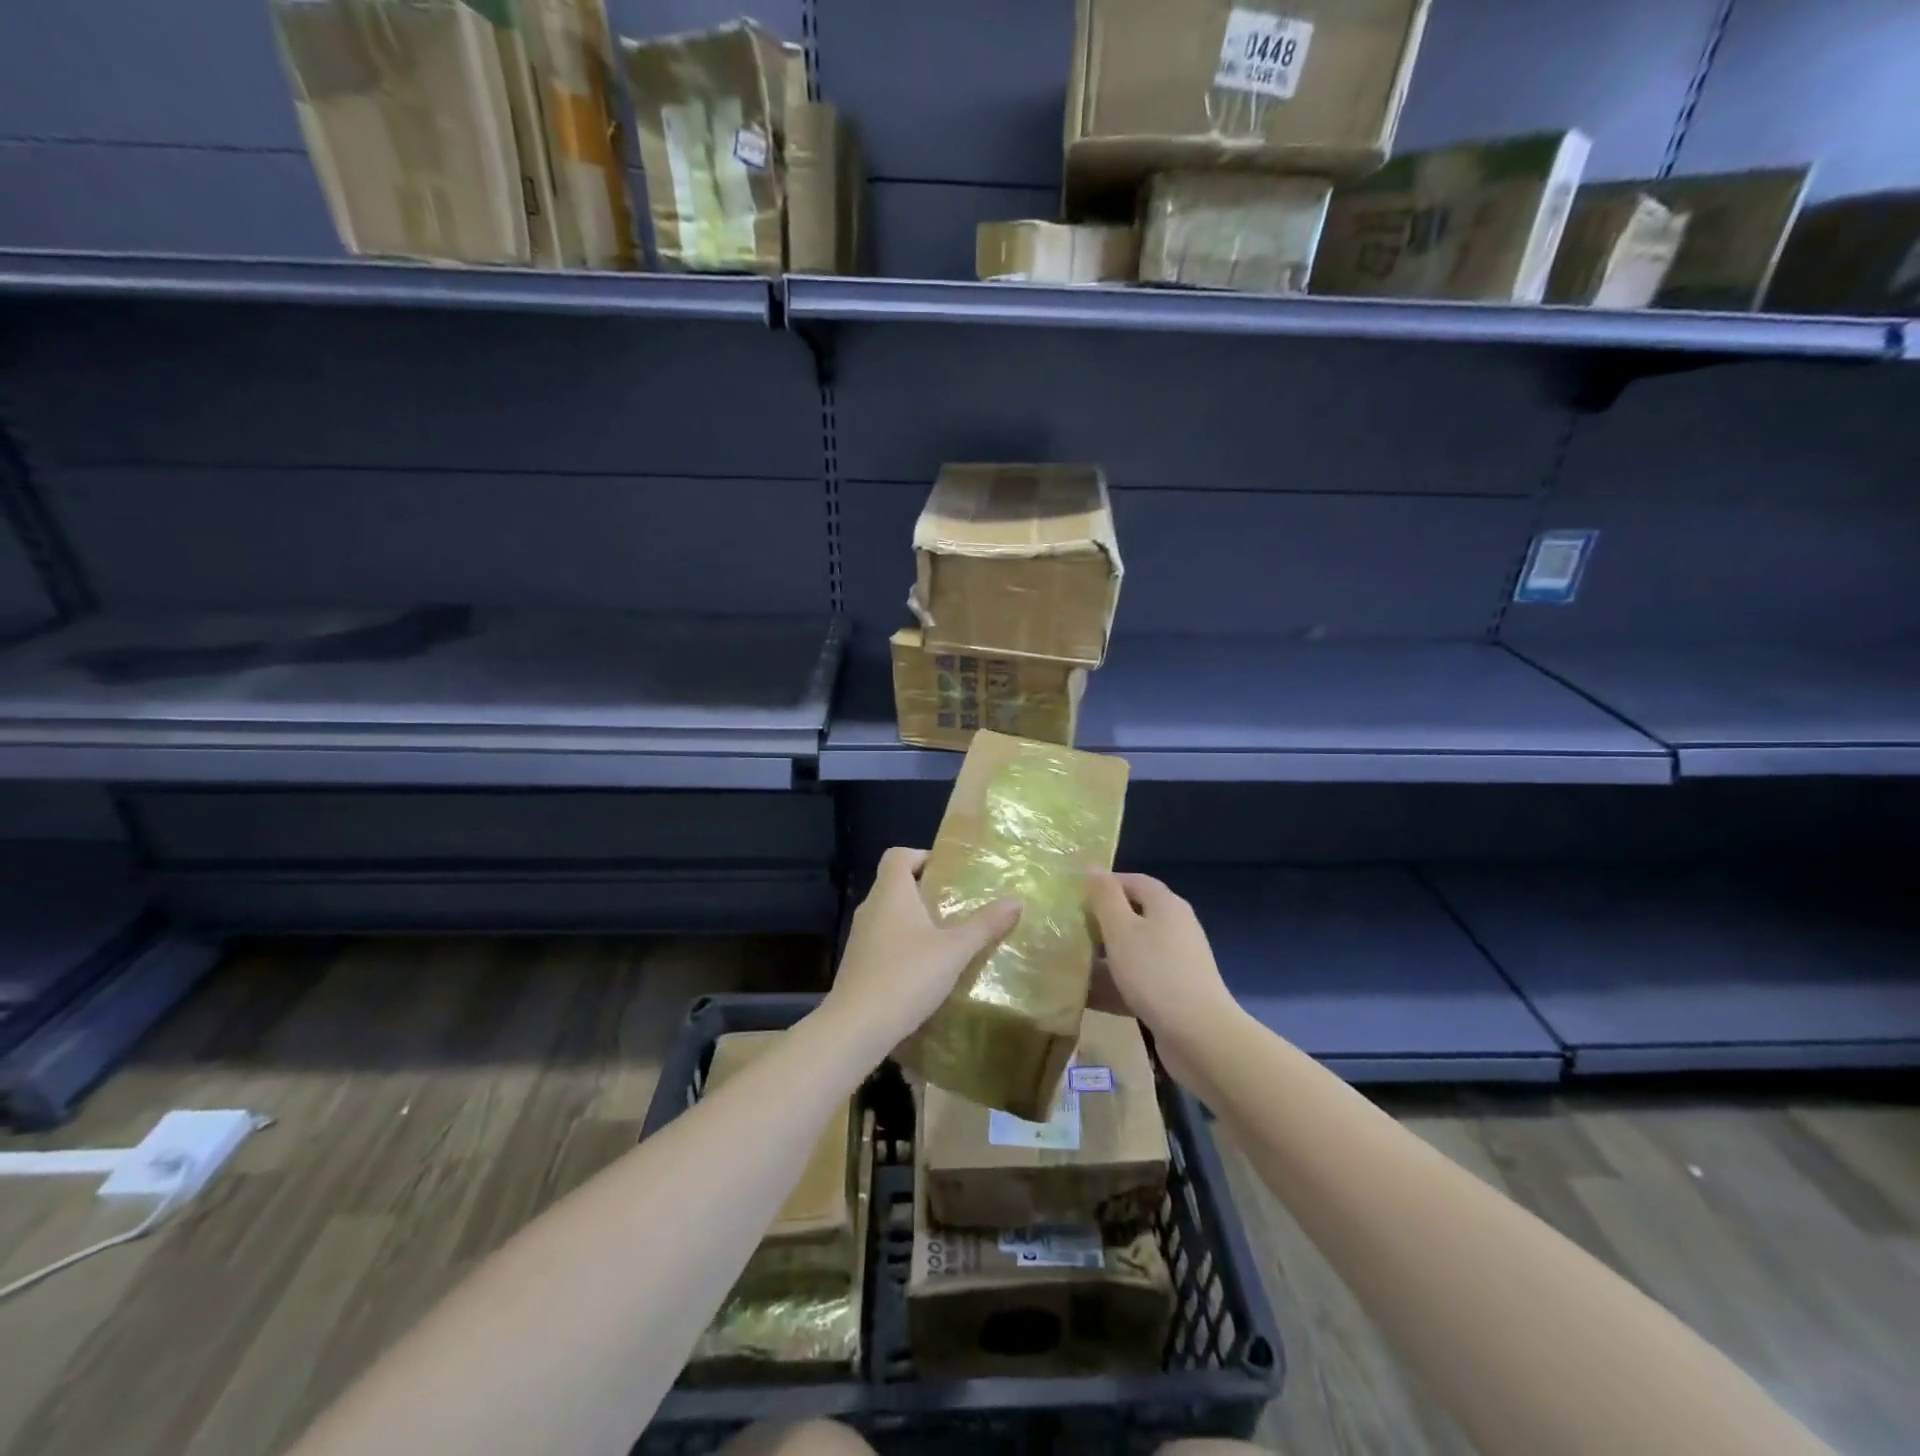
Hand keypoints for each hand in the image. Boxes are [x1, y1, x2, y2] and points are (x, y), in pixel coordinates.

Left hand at [826, 847, 1019, 1053]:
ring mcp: (860, 936)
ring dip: (914, 919)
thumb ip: (984, 924)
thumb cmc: (906, 976)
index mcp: (891, 892)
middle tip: (956, 904)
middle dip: (924, 889)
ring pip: (889, 913)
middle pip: (895, 883)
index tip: (948, 872)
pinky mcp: (858, 963)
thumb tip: (1016, 900)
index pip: (898, 855)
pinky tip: (925, 968)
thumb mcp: (954, 951)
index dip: (921, 856)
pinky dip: (903, 943)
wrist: (856, 1027)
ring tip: (946, 936)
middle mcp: (871, 907)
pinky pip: (883, 940)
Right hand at [1086, 871, 1238, 1082]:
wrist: (1200, 1036)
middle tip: (1069, 930)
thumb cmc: (1155, 973)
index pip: (1133, 880)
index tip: (1073, 897)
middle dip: (1101, 922)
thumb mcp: (1121, 930)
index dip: (1104, 884)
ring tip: (1070, 963)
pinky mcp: (1174, 992)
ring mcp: (1177, 961)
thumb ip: (1105, 898)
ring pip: (1133, 950)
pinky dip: (1115, 983)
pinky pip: (1138, 979)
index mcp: (1165, 905)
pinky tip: (1088, 996)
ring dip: (1105, 956)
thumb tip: (1093, 867)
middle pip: (1133, 915)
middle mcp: (1175, 927)